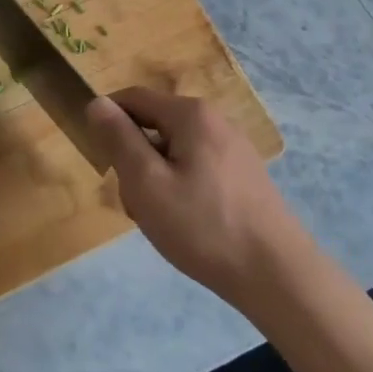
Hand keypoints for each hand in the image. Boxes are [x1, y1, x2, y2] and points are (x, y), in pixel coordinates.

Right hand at [85, 87, 302, 306]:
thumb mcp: (146, 183)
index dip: (108, 121)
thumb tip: (97, 102)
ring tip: (162, 221)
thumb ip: (119, 139)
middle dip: (135, 161)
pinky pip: (196, 170)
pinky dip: (180, 191)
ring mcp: (233, 148)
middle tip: (136, 203)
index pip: (133, 98)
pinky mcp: (243, 175)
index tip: (99, 159)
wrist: (275, 273)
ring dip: (156, 181)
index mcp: (191, 114)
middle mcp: (215, 121)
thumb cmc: (203, 226)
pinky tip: (187, 226)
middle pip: (154, 127)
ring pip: (174, 153)